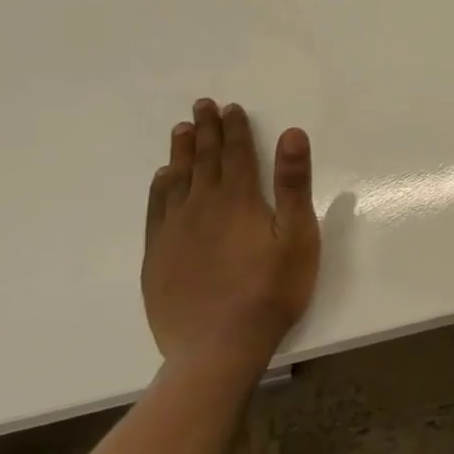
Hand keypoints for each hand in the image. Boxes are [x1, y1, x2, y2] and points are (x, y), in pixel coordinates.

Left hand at [142, 99, 320, 384]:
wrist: (218, 348)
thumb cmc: (271, 290)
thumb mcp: (297, 235)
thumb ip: (293, 184)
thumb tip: (291, 133)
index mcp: (239, 199)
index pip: (236, 153)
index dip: (234, 128)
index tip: (229, 107)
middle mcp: (202, 206)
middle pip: (205, 159)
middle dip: (206, 130)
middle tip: (201, 106)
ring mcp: (175, 231)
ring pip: (177, 180)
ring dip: (182, 152)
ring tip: (181, 130)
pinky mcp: (158, 256)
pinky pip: (156, 209)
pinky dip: (160, 187)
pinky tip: (162, 179)